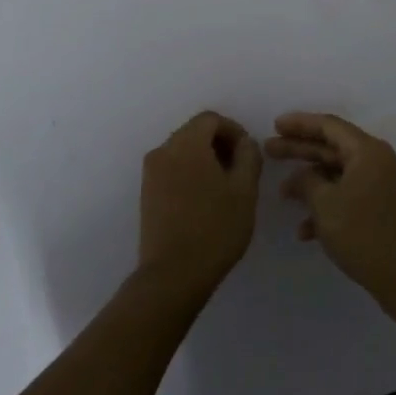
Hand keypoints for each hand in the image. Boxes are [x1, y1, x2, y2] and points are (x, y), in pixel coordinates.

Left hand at [137, 112, 262, 299]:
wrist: (173, 274)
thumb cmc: (215, 229)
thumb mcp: (245, 190)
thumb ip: (249, 156)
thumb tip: (244, 143)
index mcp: (186, 144)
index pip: (211, 119)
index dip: (234, 130)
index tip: (249, 154)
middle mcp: (162, 151)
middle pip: (194, 132)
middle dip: (220, 144)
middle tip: (240, 170)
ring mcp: (150, 173)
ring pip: (183, 151)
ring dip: (205, 159)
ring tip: (225, 188)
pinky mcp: (146, 193)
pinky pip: (172, 169)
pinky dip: (190, 173)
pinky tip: (205, 200)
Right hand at [266, 112, 395, 309]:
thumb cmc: (364, 232)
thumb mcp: (325, 204)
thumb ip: (306, 182)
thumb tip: (300, 176)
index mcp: (366, 151)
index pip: (328, 125)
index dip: (299, 123)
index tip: (275, 125)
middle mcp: (375, 161)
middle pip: (331, 148)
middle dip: (299, 150)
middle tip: (269, 150)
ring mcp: (379, 186)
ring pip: (337, 175)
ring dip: (310, 183)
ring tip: (281, 193)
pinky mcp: (379, 209)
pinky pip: (347, 197)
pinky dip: (326, 207)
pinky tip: (304, 231)